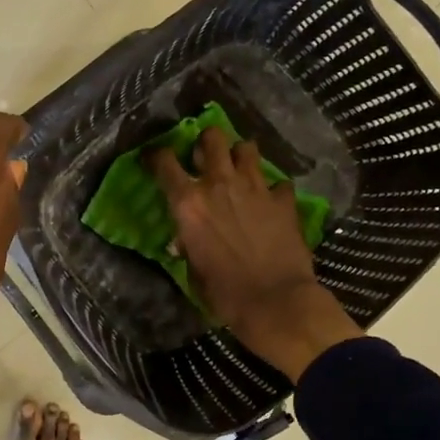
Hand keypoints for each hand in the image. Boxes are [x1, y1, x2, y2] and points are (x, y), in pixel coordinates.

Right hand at [150, 127, 360, 381]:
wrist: (275, 302)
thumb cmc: (224, 293)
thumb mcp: (193, 270)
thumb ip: (187, 244)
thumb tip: (184, 240)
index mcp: (188, 202)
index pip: (164, 162)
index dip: (157, 155)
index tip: (155, 158)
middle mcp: (219, 184)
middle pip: (212, 138)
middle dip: (207, 141)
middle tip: (206, 155)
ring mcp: (255, 188)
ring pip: (247, 148)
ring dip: (240, 155)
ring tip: (239, 169)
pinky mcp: (283, 200)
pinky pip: (278, 182)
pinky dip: (274, 189)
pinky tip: (272, 201)